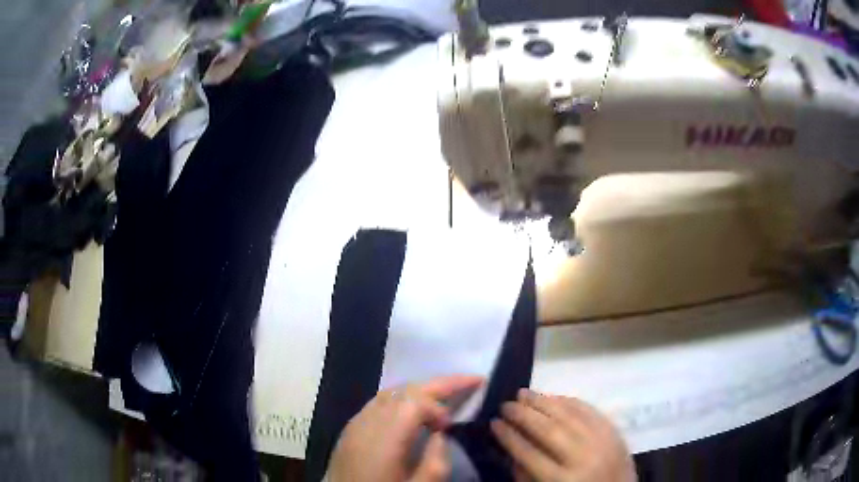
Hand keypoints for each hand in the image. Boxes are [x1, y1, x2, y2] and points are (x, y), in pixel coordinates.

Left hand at [327, 375, 482, 481]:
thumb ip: (436, 460)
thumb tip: (440, 435)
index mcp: (385, 437)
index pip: (415, 401)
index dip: (439, 407)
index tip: (450, 427)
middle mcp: (367, 421)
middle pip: (404, 390)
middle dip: (440, 384)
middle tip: (471, 380)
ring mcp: (355, 423)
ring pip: (390, 392)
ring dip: (420, 390)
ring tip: (445, 393)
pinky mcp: (350, 430)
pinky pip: (378, 403)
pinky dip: (402, 399)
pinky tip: (413, 410)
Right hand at [491, 389, 635, 481]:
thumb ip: (527, 475)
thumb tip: (512, 447)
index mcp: (563, 481)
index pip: (529, 453)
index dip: (509, 437)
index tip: (494, 423)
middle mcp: (583, 458)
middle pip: (548, 430)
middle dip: (523, 415)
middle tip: (505, 404)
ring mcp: (602, 441)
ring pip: (569, 415)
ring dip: (544, 402)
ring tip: (524, 393)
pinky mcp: (615, 432)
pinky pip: (590, 411)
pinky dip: (570, 401)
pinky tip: (554, 396)